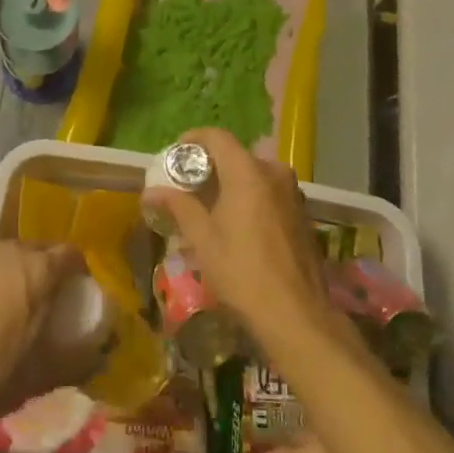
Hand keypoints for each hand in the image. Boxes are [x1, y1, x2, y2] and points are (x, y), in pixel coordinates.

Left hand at [0, 241, 102, 433]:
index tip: (80, 295)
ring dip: (18, 276)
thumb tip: (100, 358)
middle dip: (49, 271)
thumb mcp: (41, 377)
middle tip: (50, 303)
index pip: (72, 254)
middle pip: (40, 251)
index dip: (81, 272)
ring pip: (8, 259)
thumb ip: (77, 363)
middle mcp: (9, 252)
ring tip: (15, 310)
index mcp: (38, 270)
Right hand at [141, 129, 334, 347]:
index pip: (218, 137)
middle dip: (211, 166)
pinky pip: (270, 192)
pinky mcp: (303, 214)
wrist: (296, 314)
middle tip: (188, 187)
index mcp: (249, 172)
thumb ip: (178, 207)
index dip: (194, 139)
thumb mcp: (203, 239)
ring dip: (232, 183)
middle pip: (237, 156)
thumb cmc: (242, 272)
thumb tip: (150, 191)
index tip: (175, 154)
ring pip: (255, 175)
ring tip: (210, 207)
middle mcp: (275, 173)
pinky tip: (238, 224)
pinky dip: (251, 197)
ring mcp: (293, 193)